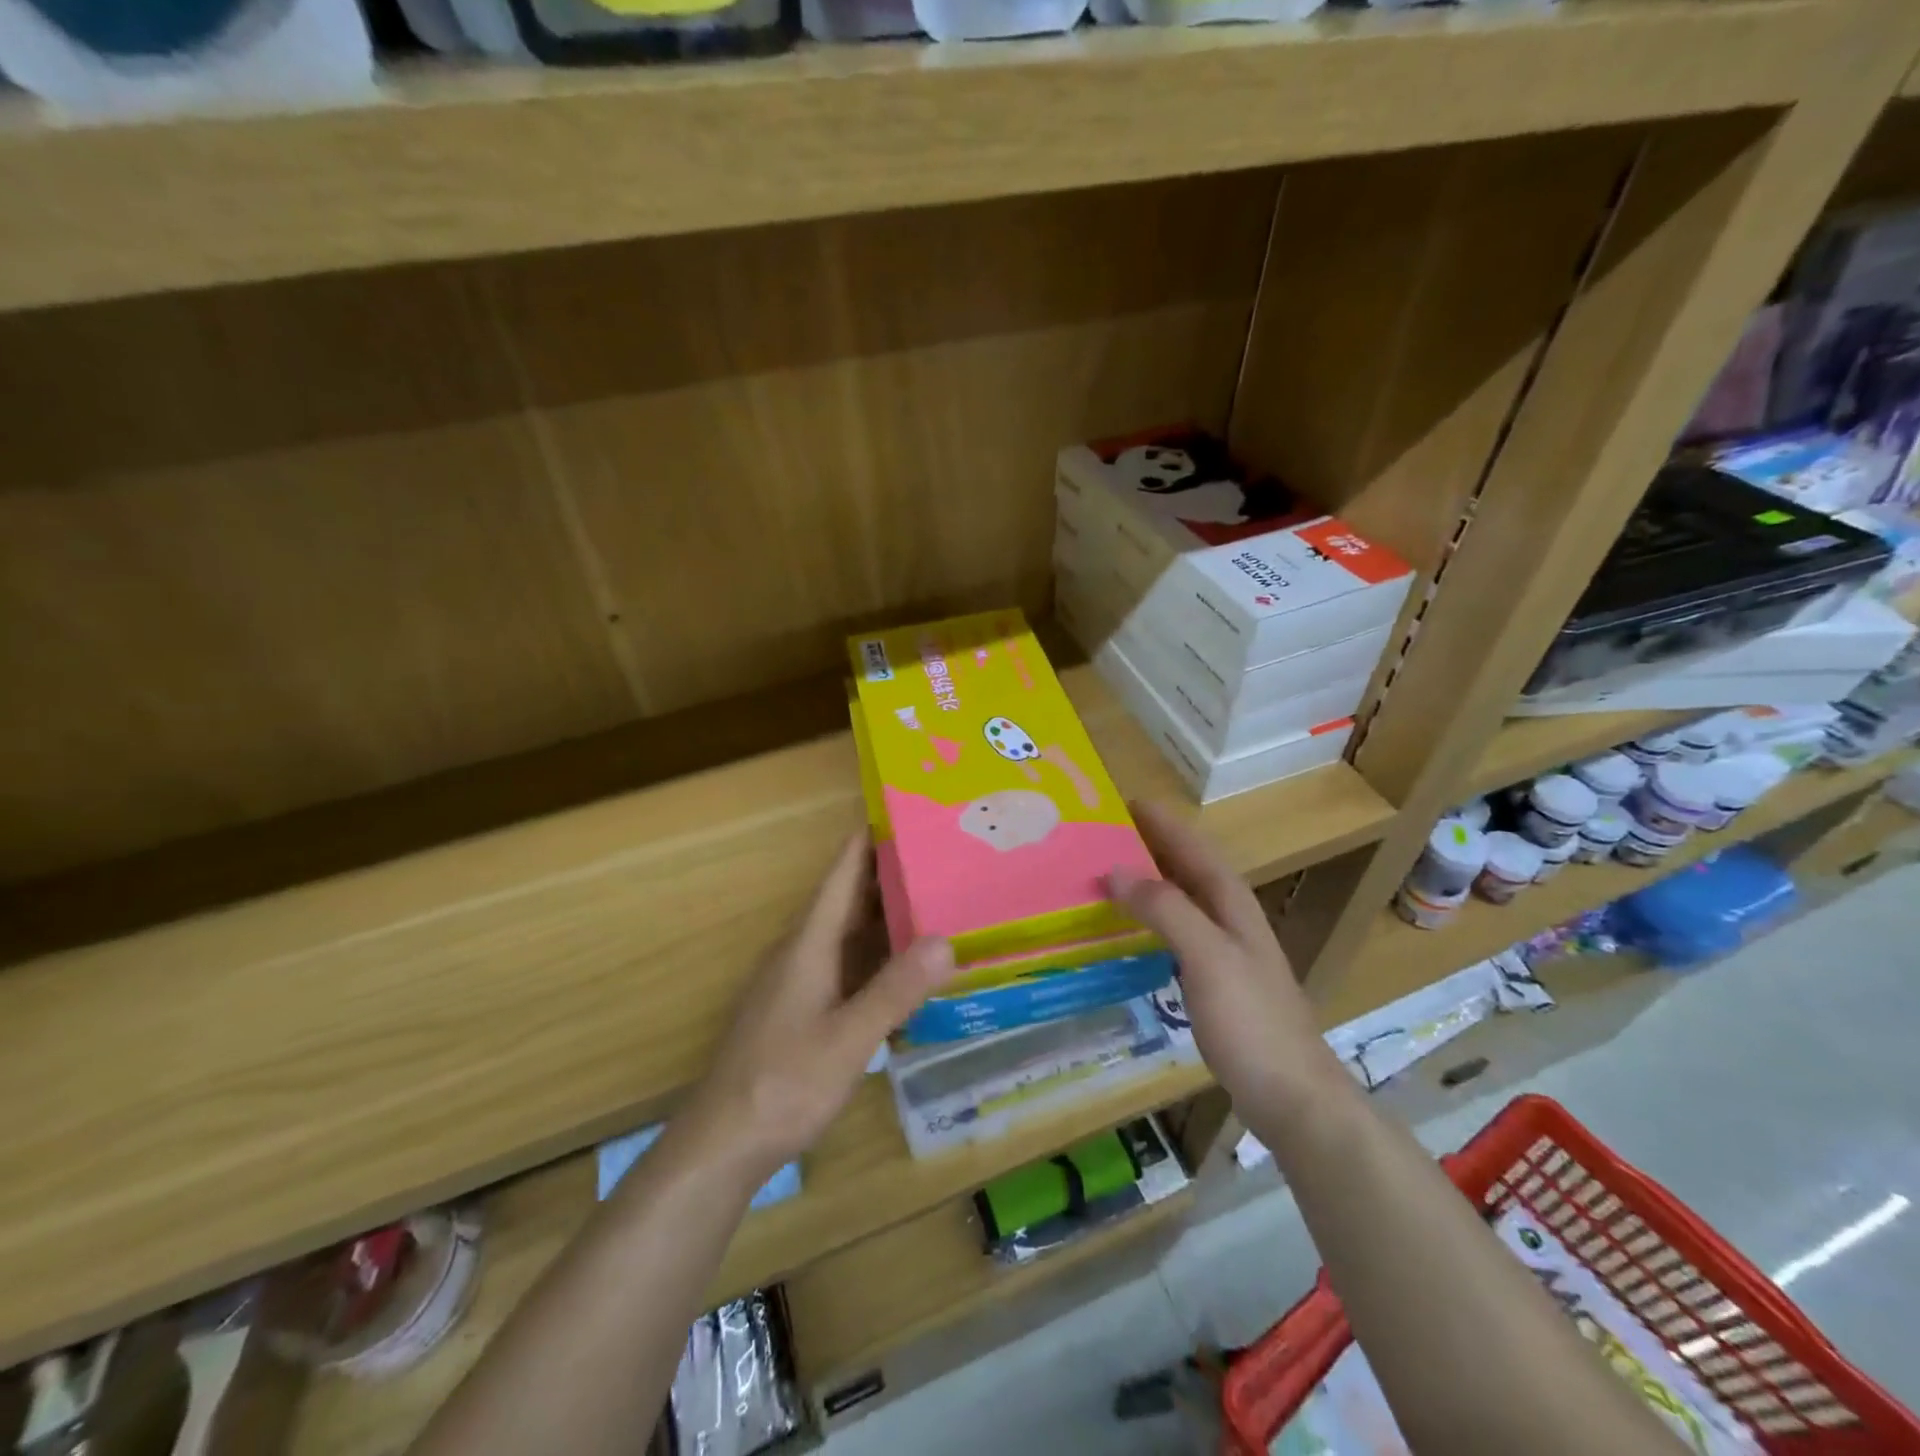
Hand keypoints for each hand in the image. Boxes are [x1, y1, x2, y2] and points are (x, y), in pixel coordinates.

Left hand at [678, 833, 957, 1183]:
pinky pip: (847, 965)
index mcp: (809, 944)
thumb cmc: (783, 1084)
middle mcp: (802, 952)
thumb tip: (945, 939)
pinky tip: (907, 967)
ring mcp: (800, 982)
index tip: (907, 811)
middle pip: (849, 899)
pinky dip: (878, 955)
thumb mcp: (848, 1039)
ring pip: (849, 934)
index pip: (842, 874)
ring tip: (937, 900)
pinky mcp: (802, 1010)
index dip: (869, 839)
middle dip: (891, 874)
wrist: (722, 1144)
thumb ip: (895, 990)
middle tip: (944, 856)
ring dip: (886, 915)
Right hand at [1108, 802, 1346, 1125]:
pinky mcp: (1212, 981)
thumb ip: (1165, 909)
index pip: (1192, 847)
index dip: (1160, 822)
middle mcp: (1228, 918)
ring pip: (1178, 900)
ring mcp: (1222, 951)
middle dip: (1147, 847)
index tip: (1120, 802)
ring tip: (1102, 874)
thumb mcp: (1207, 956)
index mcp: (1230, 902)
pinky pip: (1173, 933)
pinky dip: (1147, 921)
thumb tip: (1116, 869)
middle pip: (1185, 869)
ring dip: (1145, 882)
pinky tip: (1124, 931)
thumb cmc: (1251, 1020)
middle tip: (1098, 835)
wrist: (1292, 1095)